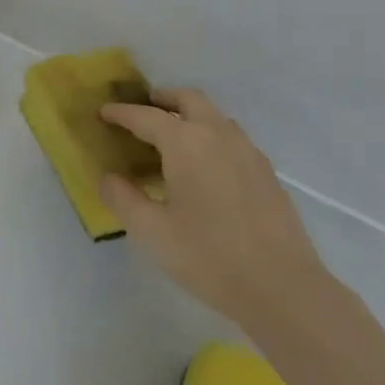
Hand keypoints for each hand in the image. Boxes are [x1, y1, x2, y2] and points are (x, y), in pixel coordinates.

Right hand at [100, 88, 326, 326]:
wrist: (281, 286)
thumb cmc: (208, 257)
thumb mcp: (152, 232)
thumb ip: (123, 199)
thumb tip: (107, 178)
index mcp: (186, 143)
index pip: (146, 117)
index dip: (122, 113)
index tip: (104, 112)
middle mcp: (218, 135)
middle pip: (189, 99)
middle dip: (163, 98)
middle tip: (144, 108)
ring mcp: (247, 150)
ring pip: (214, 116)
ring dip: (190, 114)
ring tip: (173, 137)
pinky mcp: (265, 171)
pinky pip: (231, 137)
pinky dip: (211, 136)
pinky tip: (206, 166)